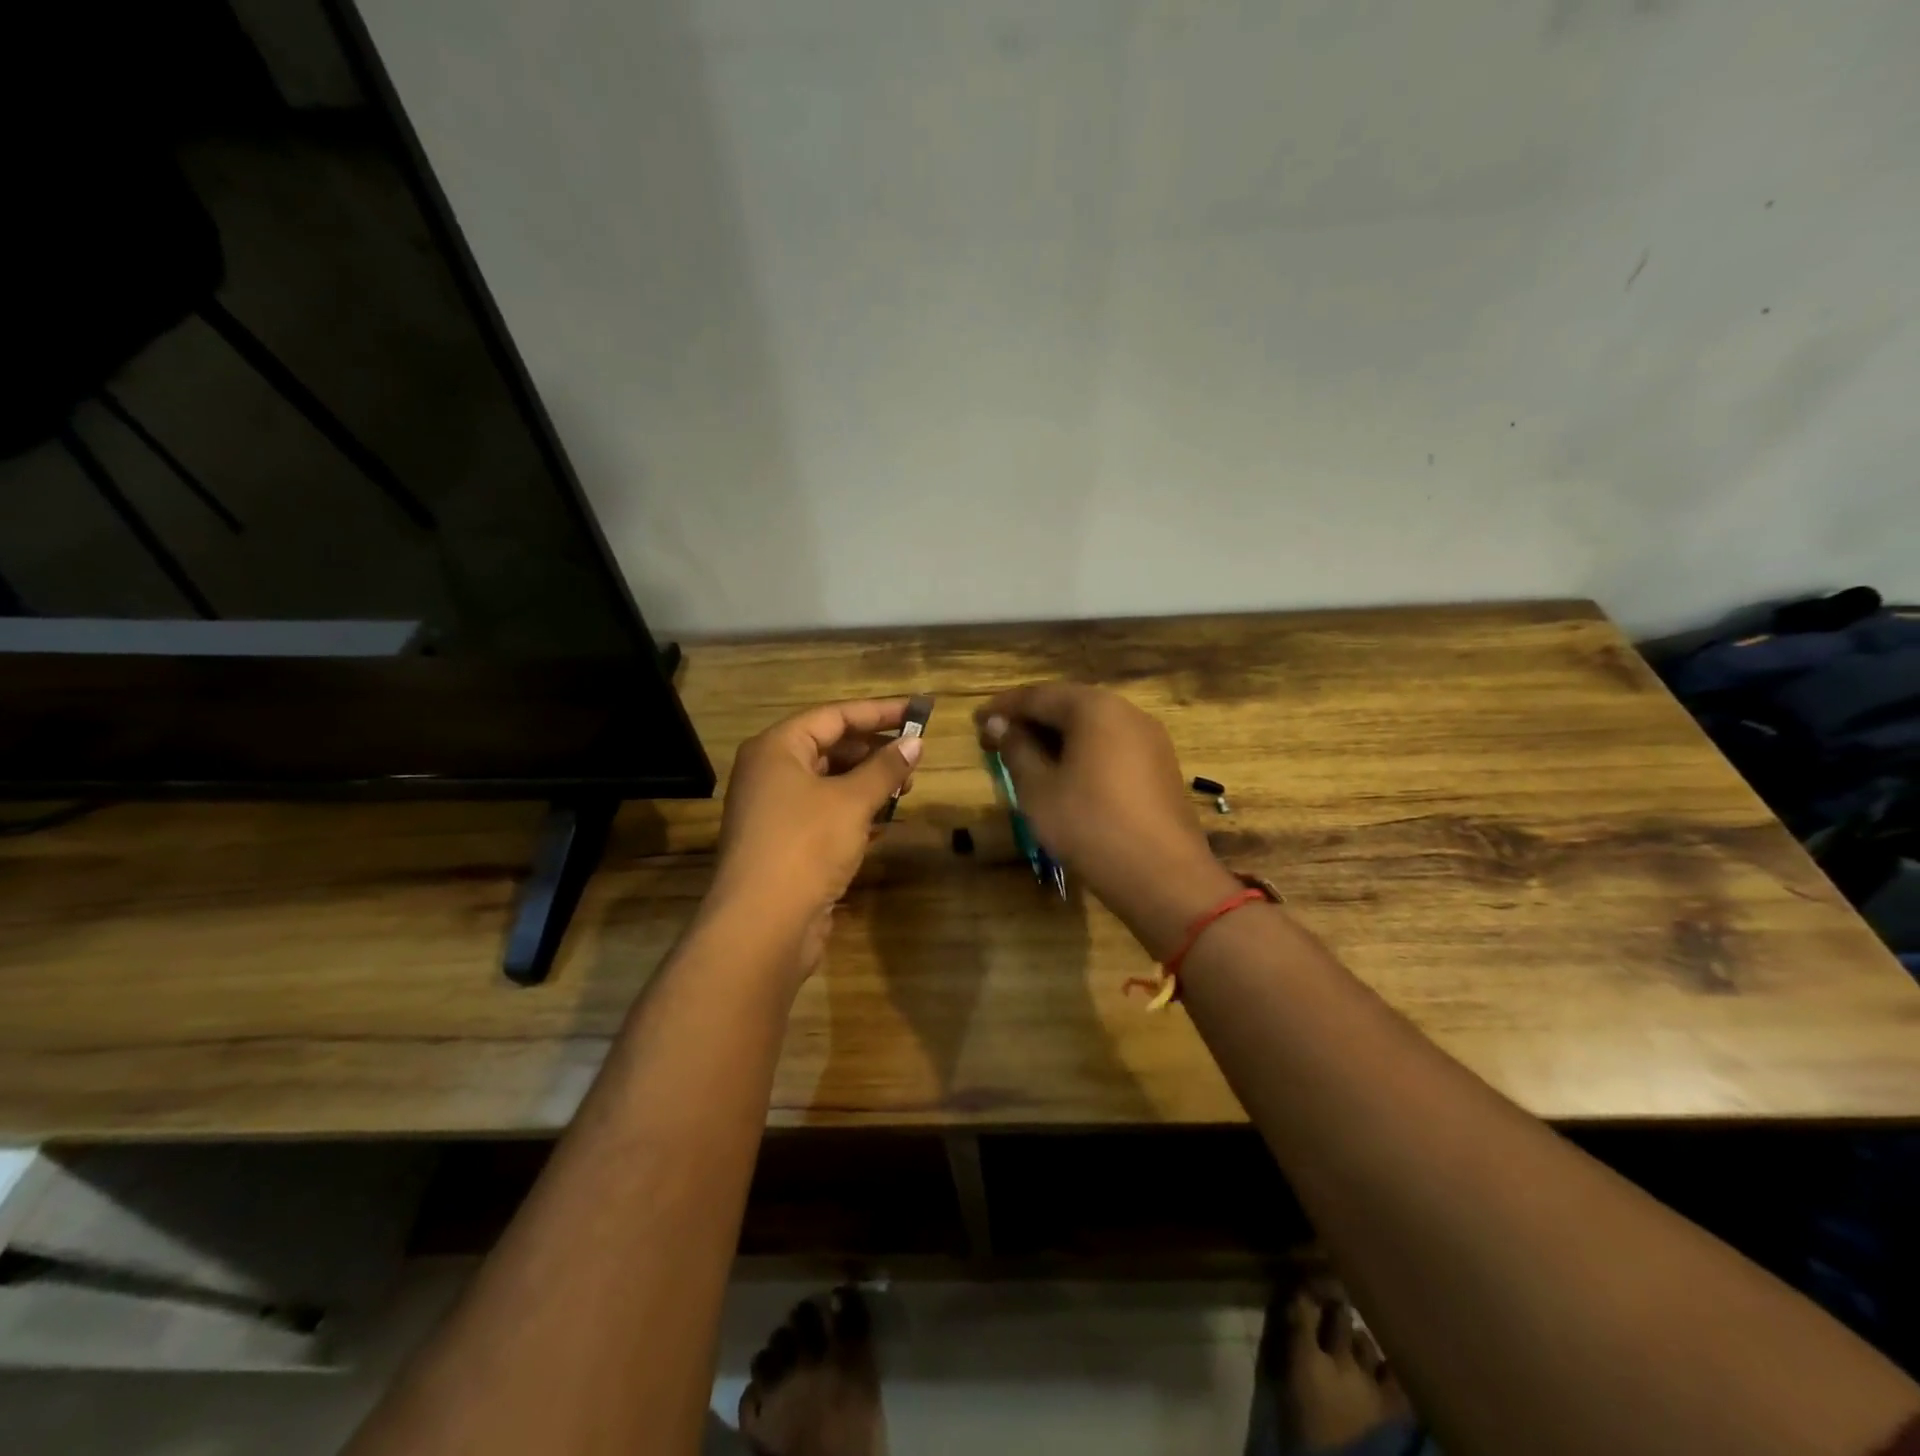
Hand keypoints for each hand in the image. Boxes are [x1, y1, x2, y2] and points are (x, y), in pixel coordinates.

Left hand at [712, 697, 922, 950]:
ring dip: (867, 783)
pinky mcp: (784, 844)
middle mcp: (770, 773)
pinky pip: (824, 814)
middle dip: (874, 751)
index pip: (833, 716)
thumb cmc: (806, 845)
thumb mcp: (852, 801)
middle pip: (829, 748)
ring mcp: (774, 811)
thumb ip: (885, 768)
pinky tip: (884, 821)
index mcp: (776, 749)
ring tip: (905, 789)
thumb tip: (915, 741)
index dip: (878, 712)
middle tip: (914, 757)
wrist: (762, 925)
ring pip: (828, 783)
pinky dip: (854, 812)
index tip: (917, 711)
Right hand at [975, 683, 1237, 959]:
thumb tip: (999, 725)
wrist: (1163, 875)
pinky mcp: (1160, 766)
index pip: (1038, 696)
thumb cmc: (1089, 825)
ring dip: (1057, 737)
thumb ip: (1016, 750)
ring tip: (1027, 759)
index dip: (1003, 708)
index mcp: (1094, 708)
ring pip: (1092, 727)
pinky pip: (1112, 746)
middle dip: (1030, 721)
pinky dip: (1083, 753)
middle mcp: (1127, 712)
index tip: (976, 721)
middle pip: (1068, 706)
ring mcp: (1150, 738)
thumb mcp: (1039, 789)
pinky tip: (1066, 776)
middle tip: (997, 740)